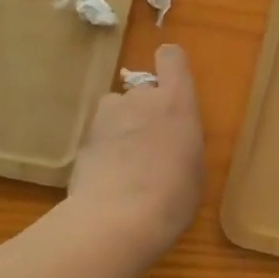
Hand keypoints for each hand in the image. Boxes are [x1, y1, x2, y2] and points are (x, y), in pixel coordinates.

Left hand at [66, 44, 204, 260]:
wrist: (118, 219)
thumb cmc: (174, 196)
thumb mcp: (195, 169)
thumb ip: (182, 142)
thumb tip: (171, 143)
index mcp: (176, 102)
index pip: (172, 58)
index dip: (171, 66)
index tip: (173, 84)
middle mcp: (141, 99)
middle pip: (143, 88)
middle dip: (146, 108)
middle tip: (151, 144)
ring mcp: (107, 116)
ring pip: (116, 109)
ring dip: (121, 125)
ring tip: (126, 161)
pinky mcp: (83, 138)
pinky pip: (99, 134)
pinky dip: (104, 149)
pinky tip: (109, 178)